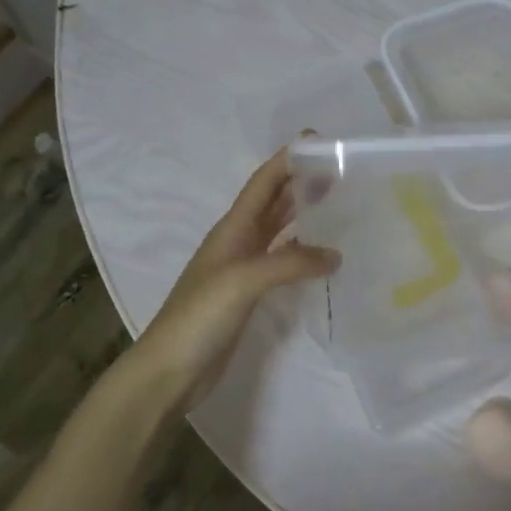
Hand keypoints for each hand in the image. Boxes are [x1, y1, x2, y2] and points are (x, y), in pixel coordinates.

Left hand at [133, 147, 339, 401]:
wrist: (169, 371)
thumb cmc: (199, 317)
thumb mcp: (244, 281)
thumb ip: (290, 263)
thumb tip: (335, 255)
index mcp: (232, 229)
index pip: (263, 183)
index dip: (287, 160)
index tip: (318, 140)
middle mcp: (238, 242)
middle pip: (273, 203)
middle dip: (301, 183)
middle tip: (340, 171)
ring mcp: (243, 269)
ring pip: (279, 231)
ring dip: (304, 215)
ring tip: (340, 205)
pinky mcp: (250, 295)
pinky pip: (282, 262)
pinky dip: (303, 252)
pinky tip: (324, 255)